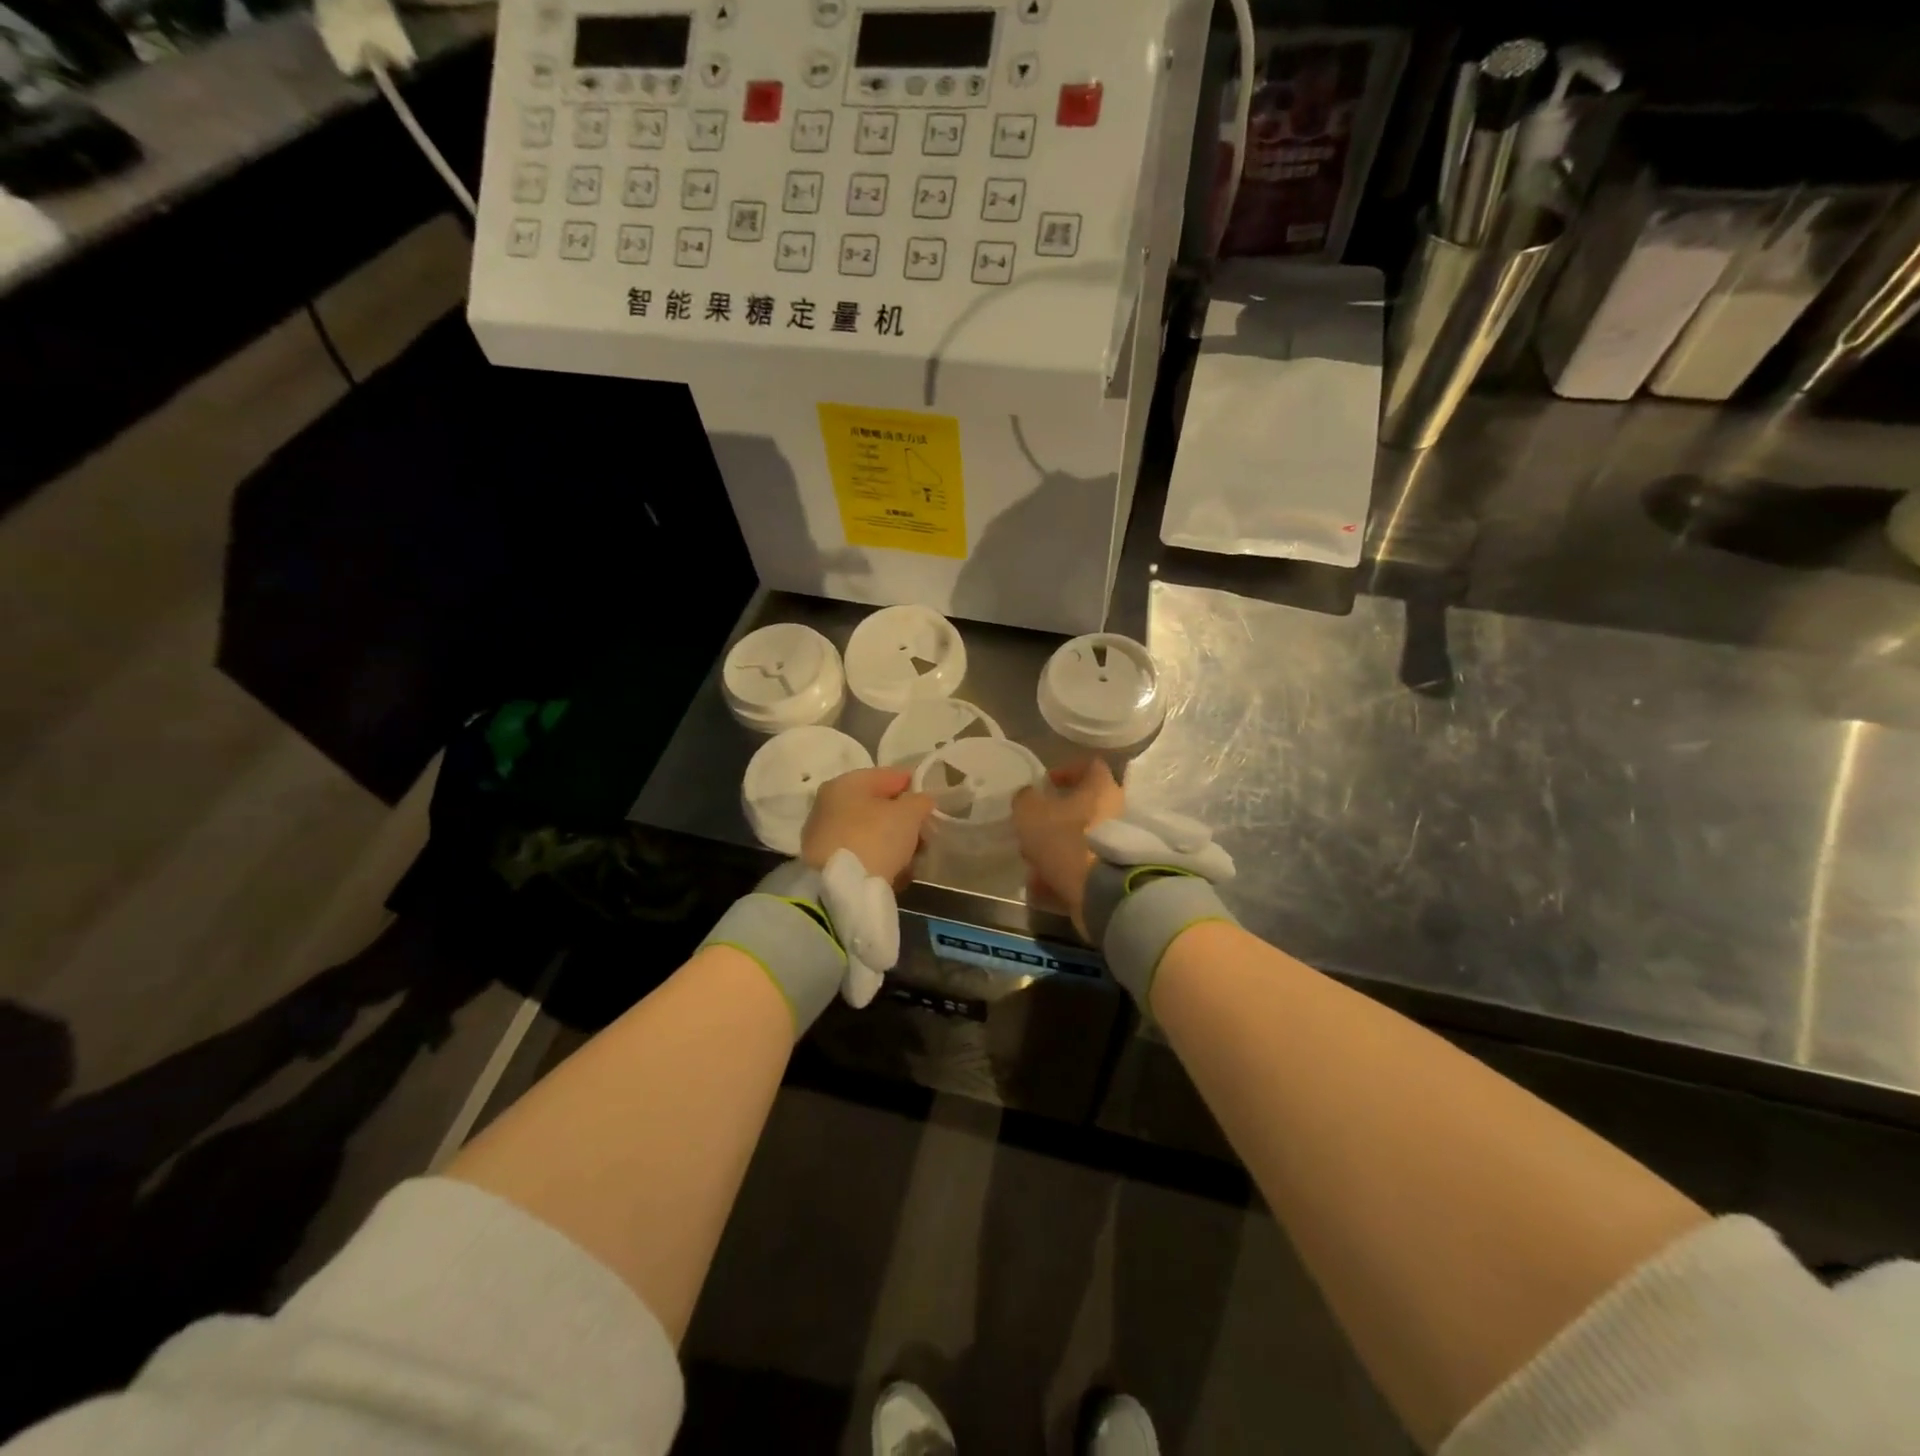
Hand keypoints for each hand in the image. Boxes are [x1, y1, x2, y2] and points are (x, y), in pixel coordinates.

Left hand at [802, 767, 933, 886]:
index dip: (910, 784)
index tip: (929, 798)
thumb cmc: (875, 838)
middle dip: (902, 817)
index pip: (885, 775)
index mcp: (845, 784)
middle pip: (875, 806)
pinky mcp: (826, 864)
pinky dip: (879, 858)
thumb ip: (919, 801)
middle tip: (925, 830)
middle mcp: (828, 805)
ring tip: (914, 855)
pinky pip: (861, 854)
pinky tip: (897, 871)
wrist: (840, 889)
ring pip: (868, 831)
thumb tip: (921, 801)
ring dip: (892, 840)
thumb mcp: (908, 814)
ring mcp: (824, 836)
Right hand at [1013, 758, 1124, 937]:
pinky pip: (1087, 866)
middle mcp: (1118, 810)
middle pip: (1085, 806)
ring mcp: (1120, 843)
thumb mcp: (1030, 813)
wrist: (1102, 891)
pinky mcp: (1117, 871)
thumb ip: (1025, 799)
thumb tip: (1028, 796)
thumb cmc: (1066, 839)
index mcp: (1102, 787)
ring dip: (1059, 849)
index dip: (1066, 771)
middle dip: (1057, 818)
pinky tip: (1045, 885)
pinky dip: (1067, 873)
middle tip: (1035, 829)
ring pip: (1084, 839)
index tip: (1046, 783)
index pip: (1089, 766)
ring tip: (1034, 865)